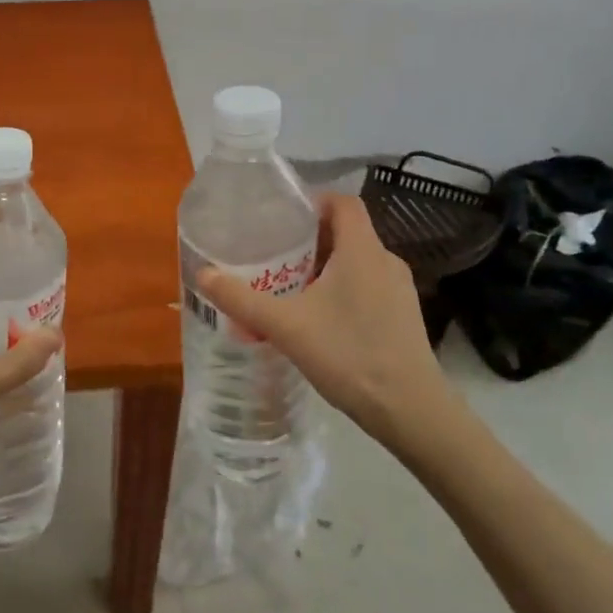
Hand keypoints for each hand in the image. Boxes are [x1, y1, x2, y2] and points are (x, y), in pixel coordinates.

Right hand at [196, 194, 458, 450]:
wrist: (410, 411)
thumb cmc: (349, 355)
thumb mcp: (286, 326)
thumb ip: (242, 300)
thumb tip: (202, 274)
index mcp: (362, 250)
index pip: (343, 202)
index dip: (313, 201)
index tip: (282, 218)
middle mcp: (385, 261)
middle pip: (345, 233)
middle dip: (308, 241)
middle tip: (273, 257)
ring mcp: (398, 291)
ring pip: (355, 263)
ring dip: (322, 269)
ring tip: (288, 290)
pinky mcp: (402, 317)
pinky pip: (366, 288)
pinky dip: (339, 292)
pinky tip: (316, 322)